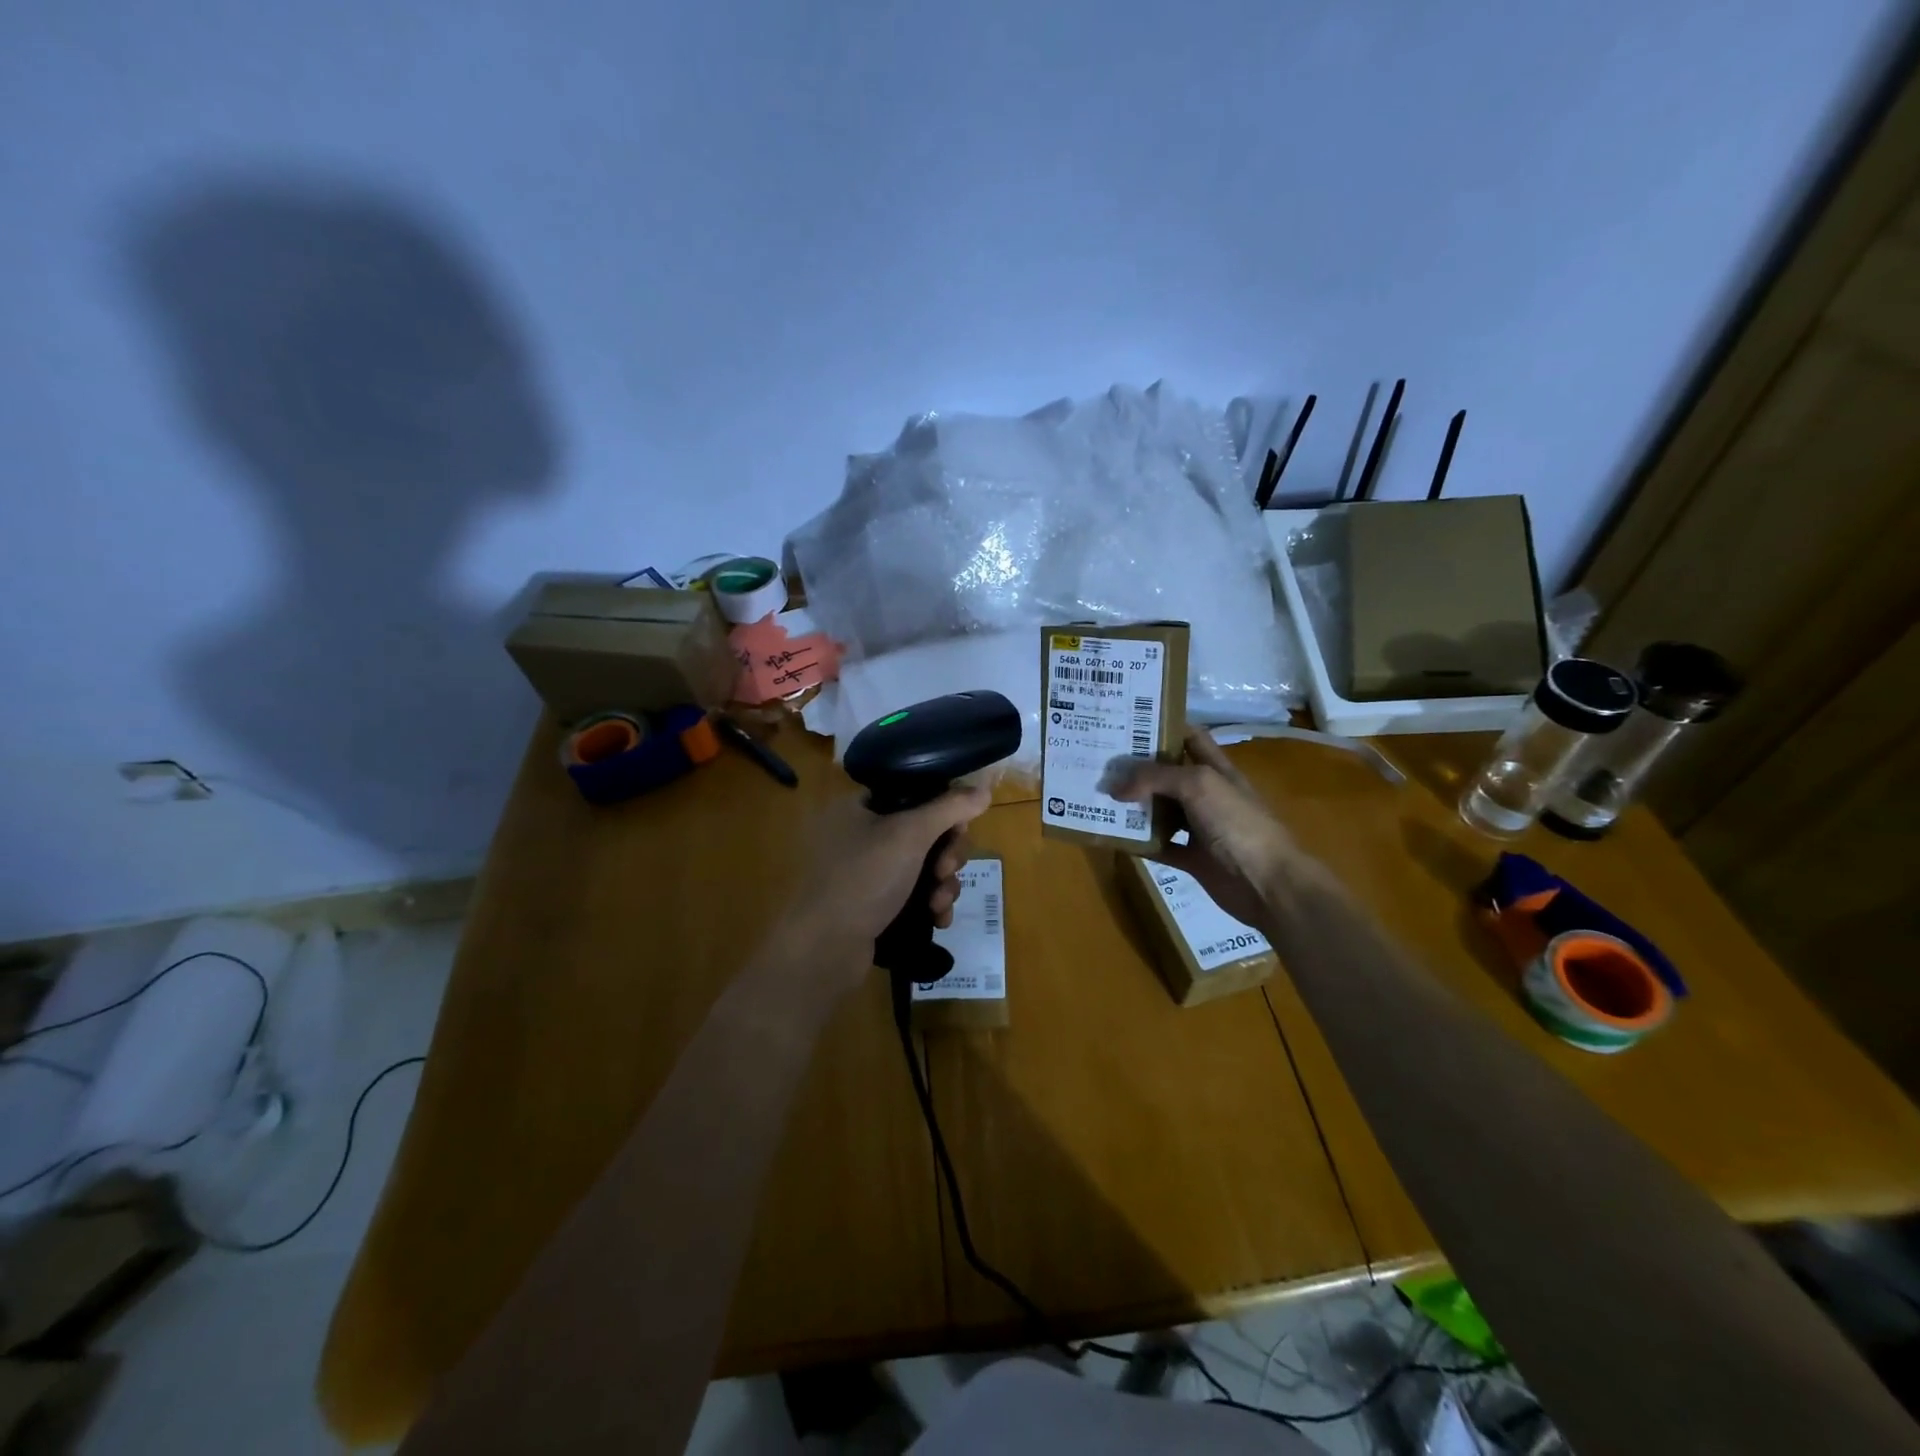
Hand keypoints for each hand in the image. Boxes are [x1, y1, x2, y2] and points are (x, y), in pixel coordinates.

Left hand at [769, 786, 992, 995]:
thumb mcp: (910, 834)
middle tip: (945, 870)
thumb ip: (950, 808)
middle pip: (925, 832)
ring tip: (939, 904)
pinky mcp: (873, 905)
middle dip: (946, 855)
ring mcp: (866, 872)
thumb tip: (985, 786)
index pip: (914, 794)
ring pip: (924, 867)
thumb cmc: (864, 878)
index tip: (958, 830)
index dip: (943, 810)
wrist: (824, 948)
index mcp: (859, 807)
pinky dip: (930, 904)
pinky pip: (913, 895)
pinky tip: (938, 920)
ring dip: (942, 884)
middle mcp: (860, 834)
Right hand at [1108, 728, 1312, 930]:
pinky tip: (1114, 836)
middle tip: (1101, 761)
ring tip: (1098, 795)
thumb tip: (1116, 787)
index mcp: (1216, 770)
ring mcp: (1199, 828)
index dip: (1165, 727)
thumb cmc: (1237, 824)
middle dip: (1138, 767)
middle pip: (1168, 774)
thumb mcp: (1198, 785)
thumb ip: (1155, 778)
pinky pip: (1159, 847)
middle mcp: (1207, 795)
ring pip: (1160, 811)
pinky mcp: (1192, 859)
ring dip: (1133, 805)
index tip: (1129, 723)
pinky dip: (1139, 842)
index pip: (1191, 738)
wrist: (1267, 884)